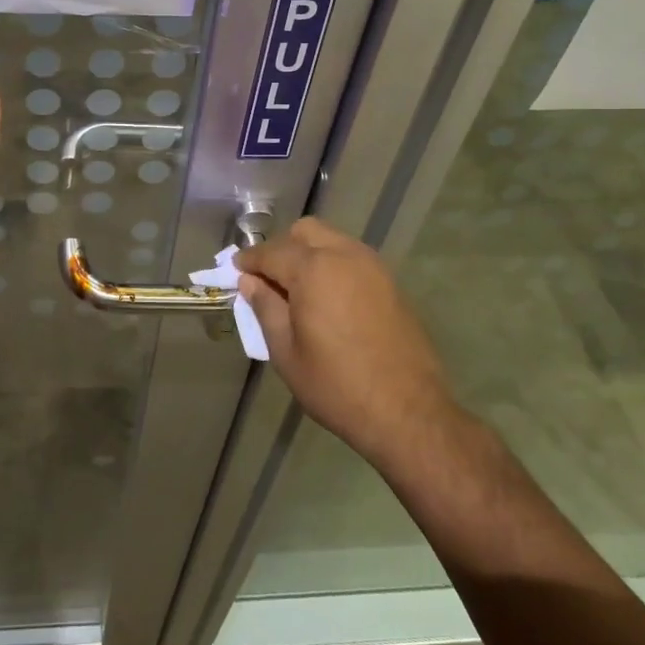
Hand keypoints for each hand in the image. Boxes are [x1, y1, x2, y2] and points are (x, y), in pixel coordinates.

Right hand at [237, 218, 461, 466]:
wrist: (408, 412)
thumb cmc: (337, 385)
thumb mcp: (286, 352)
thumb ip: (265, 308)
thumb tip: (251, 282)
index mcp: (313, 269)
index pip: (271, 252)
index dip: (249, 260)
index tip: (236, 270)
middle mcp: (344, 256)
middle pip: (305, 232)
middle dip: (282, 248)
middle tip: (269, 280)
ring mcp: (373, 267)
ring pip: (332, 240)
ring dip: (309, 253)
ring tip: (298, 289)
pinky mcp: (391, 283)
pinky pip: (353, 258)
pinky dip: (333, 265)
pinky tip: (328, 298)